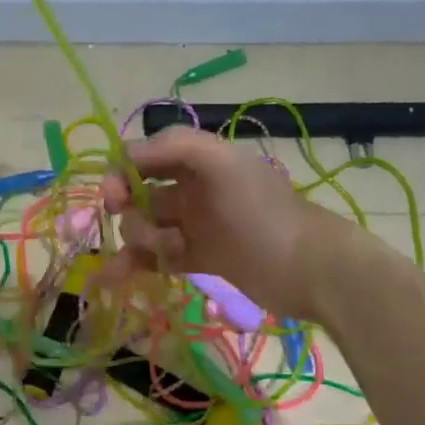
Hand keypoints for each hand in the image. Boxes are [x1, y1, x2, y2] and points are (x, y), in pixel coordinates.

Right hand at [101, 127, 335, 320]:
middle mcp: (192, 188)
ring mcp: (195, 225)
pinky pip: (156, 256)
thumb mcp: (224, 166)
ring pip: (145, 225)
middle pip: (138, 192)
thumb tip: (126, 155)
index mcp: (199, 161)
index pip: (143, 156)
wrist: (310, 270)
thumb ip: (176, 146)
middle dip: (127, 208)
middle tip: (136, 229)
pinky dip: (137, 264)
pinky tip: (119, 278)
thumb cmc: (264, 215)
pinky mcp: (199, 258)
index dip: (121, 172)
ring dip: (139, 239)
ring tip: (164, 254)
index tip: (114, 198)